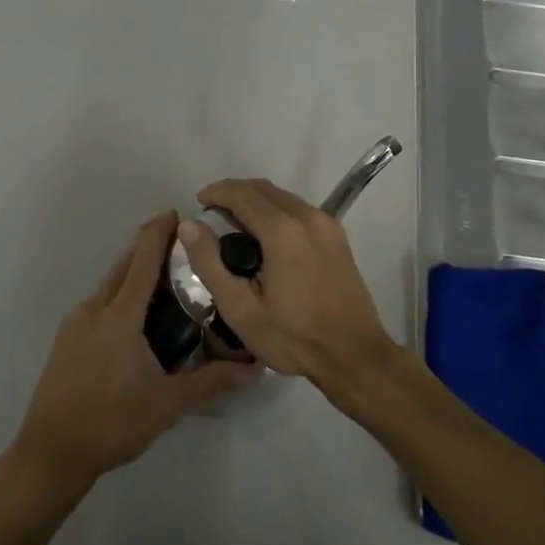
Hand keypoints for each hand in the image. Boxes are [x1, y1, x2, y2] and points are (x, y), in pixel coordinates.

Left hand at [12, 212, 256, 490]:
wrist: (50, 453)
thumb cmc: (112, 423)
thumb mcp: (168, 404)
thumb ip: (211, 382)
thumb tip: (255, 368)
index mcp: (119, 316)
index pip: (143, 261)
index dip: (159, 233)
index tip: (177, 213)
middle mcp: (94, 309)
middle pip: (123, 265)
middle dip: (148, 247)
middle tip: (181, 244)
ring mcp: (75, 323)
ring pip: (108, 284)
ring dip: (133, 271)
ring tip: (164, 279)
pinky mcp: (65, 340)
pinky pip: (98, 303)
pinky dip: (119, 294)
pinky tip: (135, 317)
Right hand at [178, 179, 400, 387]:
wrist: (355, 356)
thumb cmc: (293, 337)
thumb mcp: (240, 309)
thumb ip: (210, 263)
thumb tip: (189, 225)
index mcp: (282, 230)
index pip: (241, 193)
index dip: (216, 192)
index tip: (198, 203)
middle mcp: (307, 217)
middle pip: (263, 189)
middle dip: (234, 193)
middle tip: (212, 214)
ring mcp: (327, 225)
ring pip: (283, 198)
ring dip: (256, 202)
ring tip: (235, 227)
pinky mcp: (338, 237)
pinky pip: (299, 210)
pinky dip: (276, 212)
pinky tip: (266, 239)